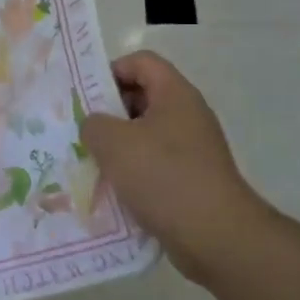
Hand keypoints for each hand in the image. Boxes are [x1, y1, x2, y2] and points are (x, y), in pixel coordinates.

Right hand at [79, 50, 269, 282]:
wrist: (217, 237)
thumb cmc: (164, 177)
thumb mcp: (114, 143)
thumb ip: (94, 124)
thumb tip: (94, 125)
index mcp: (175, 94)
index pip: (141, 62)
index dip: (111, 70)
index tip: (86, 96)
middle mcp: (188, 114)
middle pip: (143, 96)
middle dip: (110, 111)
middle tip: (83, 130)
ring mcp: (193, 148)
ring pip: (147, 133)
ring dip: (119, 145)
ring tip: (91, 162)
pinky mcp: (193, 179)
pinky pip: (156, 164)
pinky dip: (135, 172)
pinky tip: (113, 191)